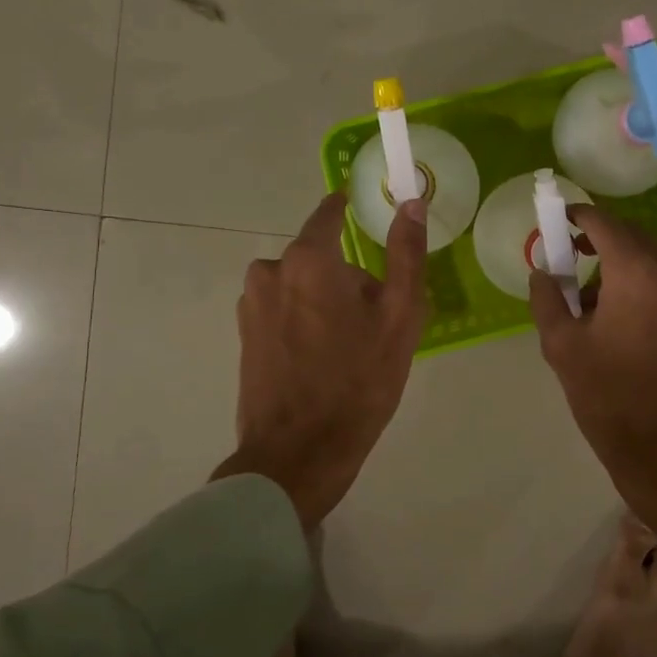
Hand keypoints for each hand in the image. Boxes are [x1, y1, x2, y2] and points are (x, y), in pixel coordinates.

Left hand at [214, 191, 428, 529]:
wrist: (299, 454)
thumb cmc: (358, 382)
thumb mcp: (400, 317)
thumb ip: (406, 254)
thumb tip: (412, 202)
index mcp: (308, 260)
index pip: (330, 212)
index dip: (353, 209)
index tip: (374, 218)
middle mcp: (270, 271)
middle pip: (320, 256)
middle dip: (347, 276)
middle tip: (376, 319)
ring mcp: (251, 305)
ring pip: (301, 285)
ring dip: (325, 300)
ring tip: (350, 346)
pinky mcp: (244, 335)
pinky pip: (284, 310)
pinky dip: (304, 322)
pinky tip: (322, 360)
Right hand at [529, 205, 656, 582]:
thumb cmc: (610, 397)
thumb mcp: (562, 346)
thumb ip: (547, 298)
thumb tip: (543, 272)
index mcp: (637, 272)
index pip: (603, 222)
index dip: (576, 216)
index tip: (556, 222)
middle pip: (629, 235)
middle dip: (596, 240)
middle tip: (566, 260)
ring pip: (648, 257)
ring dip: (617, 263)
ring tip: (588, 300)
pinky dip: (638, 281)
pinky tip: (617, 316)